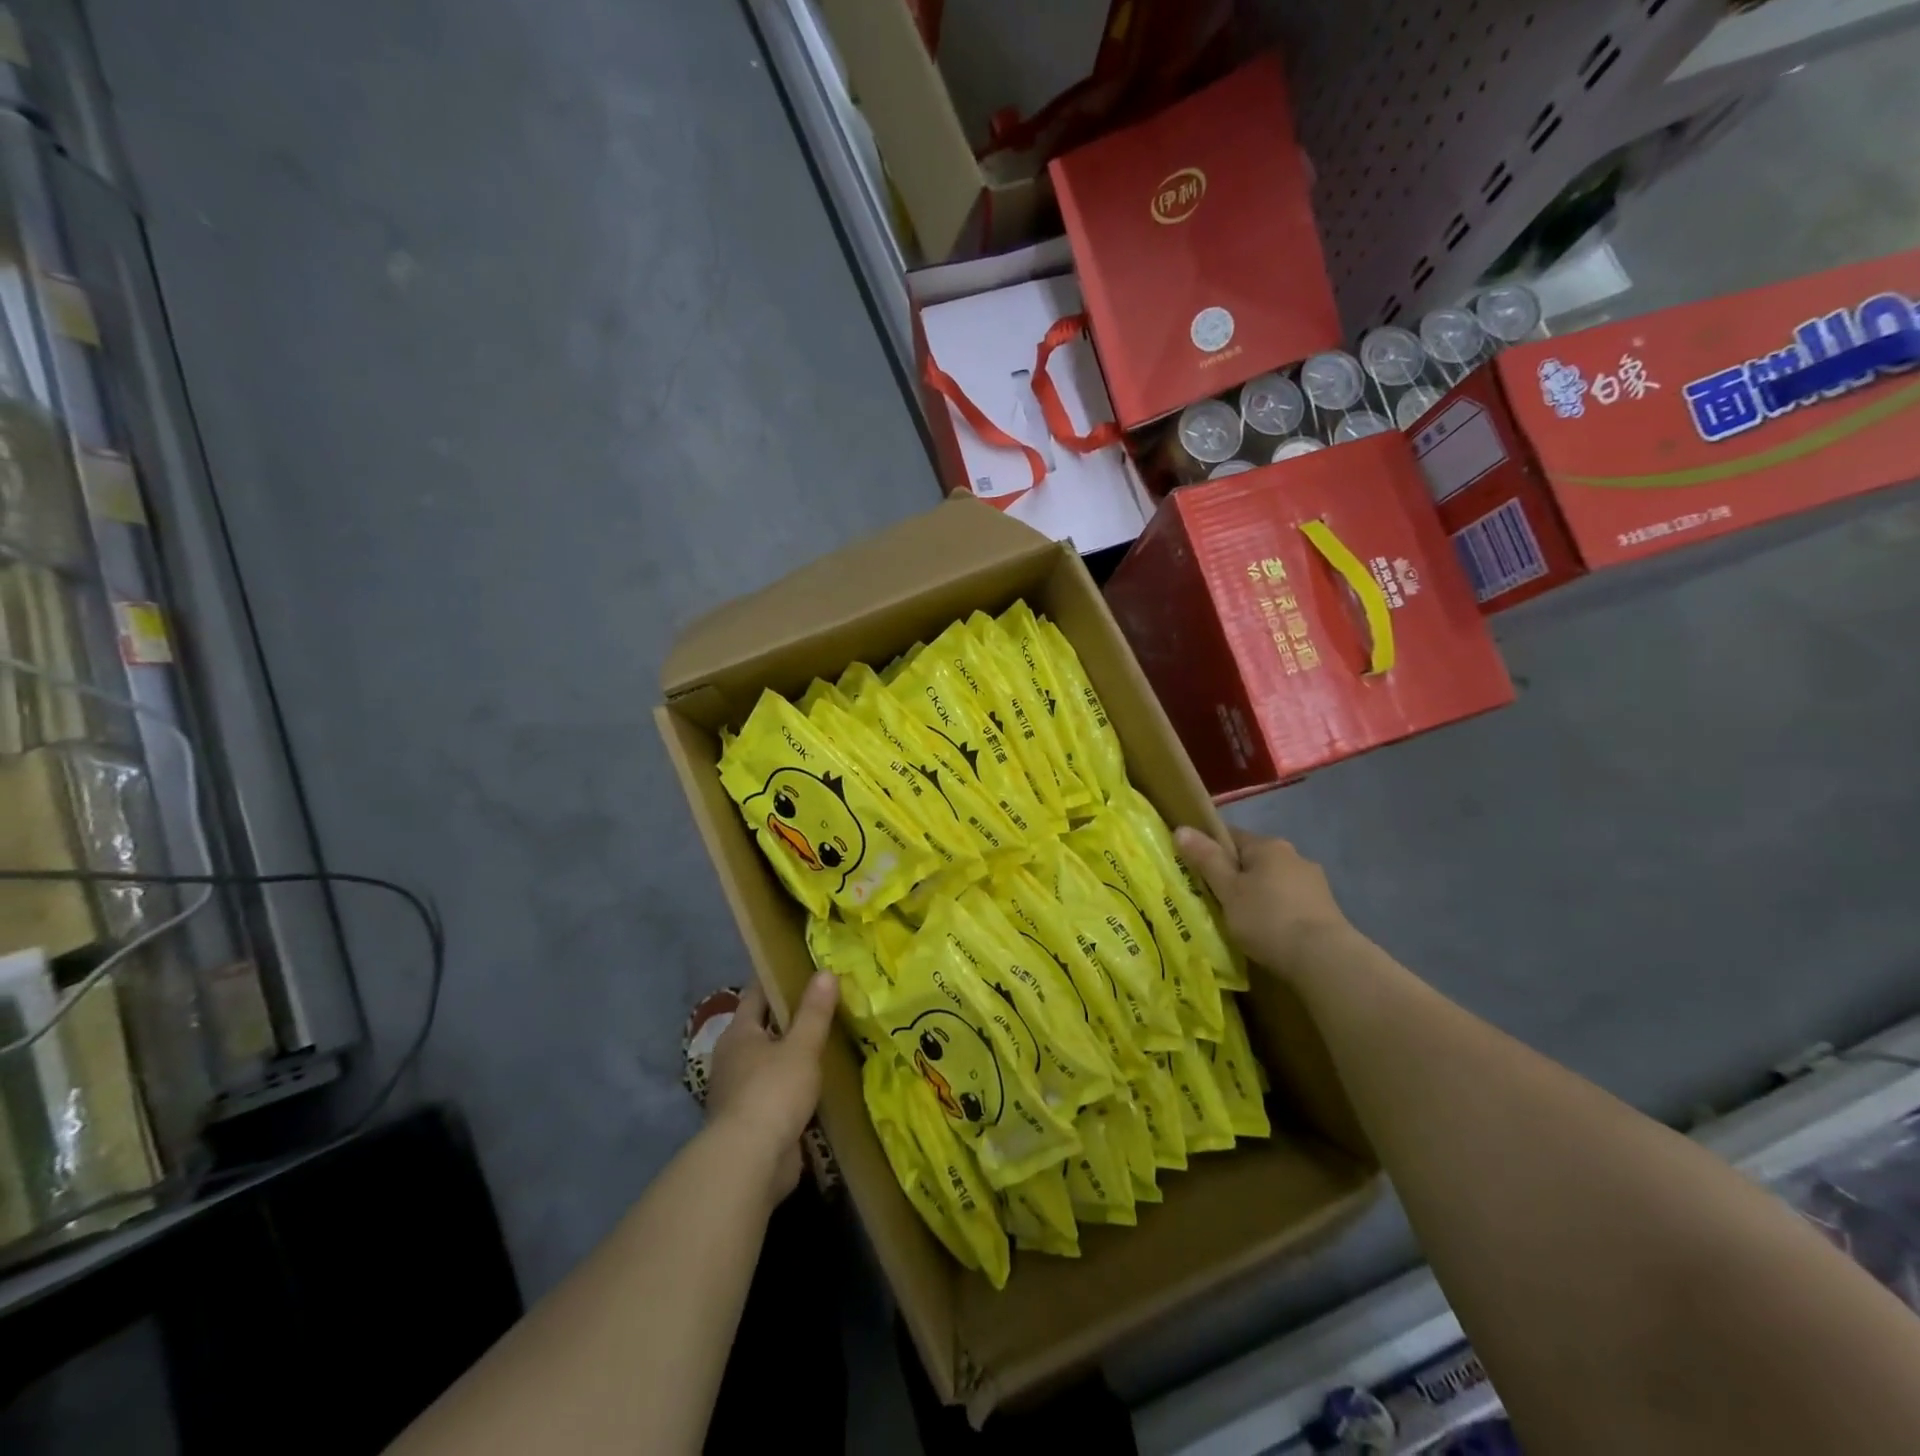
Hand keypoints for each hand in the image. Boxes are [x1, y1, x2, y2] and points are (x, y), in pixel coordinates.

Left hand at [705, 973, 837, 1205]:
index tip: (802, 970)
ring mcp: (738, 1094)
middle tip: (823, 1007)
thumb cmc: (772, 1092)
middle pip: (762, 1030)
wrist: (749, 1162)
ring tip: (825, 1046)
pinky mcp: (750, 1124)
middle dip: (788, 1021)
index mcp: (739, 1034)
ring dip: (791, 1058)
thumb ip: (814, 1012)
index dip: (777, 980)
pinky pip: (774, 1096)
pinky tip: (816, 1088)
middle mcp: (732, 1060)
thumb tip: (824, 972)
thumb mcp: (801, 1046)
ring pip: (769, 1064)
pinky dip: (792, 1090)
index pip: (756, 995)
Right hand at [1174, 826, 1352, 978]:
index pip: (1230, 836)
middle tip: (1214, 900)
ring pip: (1273, 881)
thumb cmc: (1267, 919)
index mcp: (1268, 845)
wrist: (1324, 959)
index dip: (1209, 850)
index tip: (1195, 872)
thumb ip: (1205, 859)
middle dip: (1234, 876)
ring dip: (1257, 894)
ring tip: (1242, 921)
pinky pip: (1289, 901)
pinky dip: (1276, 910)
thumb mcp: (1228, 890)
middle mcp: (1294, 855)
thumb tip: (1181, 828)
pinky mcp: (1326, 908)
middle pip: (1253, 859)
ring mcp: (1314, 882)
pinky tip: (1269, 931)